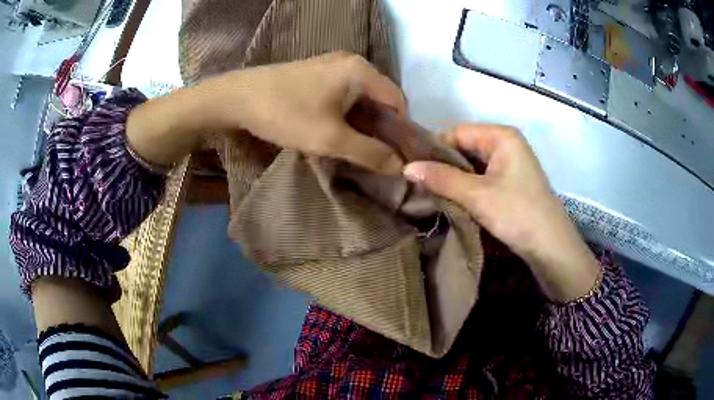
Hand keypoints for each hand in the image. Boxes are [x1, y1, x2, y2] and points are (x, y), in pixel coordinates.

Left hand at [127, 52, 405, 172]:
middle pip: (381, 99)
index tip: (397, 158)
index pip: (398, 102)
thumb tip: (401, 167)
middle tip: (379, 158)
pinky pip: (345, 95)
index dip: (402, 131)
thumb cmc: (286, 114)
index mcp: (361, 71)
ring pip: (362, 99)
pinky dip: (348, 115)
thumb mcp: (331, 139)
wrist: (237, 98)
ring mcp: (333, 66)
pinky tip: (340, 133)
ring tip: (360, 150)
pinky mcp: (318, 73)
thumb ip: (370, 153)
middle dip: (382, 129)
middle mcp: (352, 62)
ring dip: (364, 124)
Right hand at [403, 125, 599, 302]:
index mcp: (501, 136)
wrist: (551, 247)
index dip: (433, 148)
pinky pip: (480, 177)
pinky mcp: (509, 182)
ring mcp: (508, 164)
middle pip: (464, 147)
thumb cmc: (518, 214)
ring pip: (471, 164)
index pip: (457, 132)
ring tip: (427, 191)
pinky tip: (448, 198)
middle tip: (415, 182)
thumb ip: (442, 178)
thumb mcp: (477, 195)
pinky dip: (464, 187)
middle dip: (441, 165)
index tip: (410, 167)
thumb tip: (406, 168)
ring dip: (452, 178)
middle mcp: (505, 143)